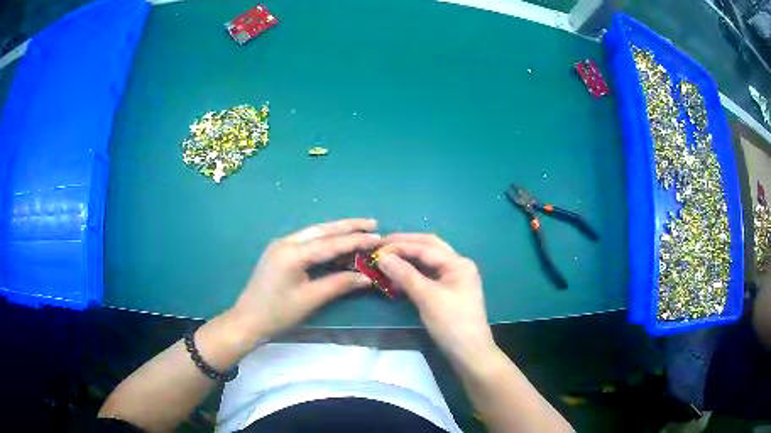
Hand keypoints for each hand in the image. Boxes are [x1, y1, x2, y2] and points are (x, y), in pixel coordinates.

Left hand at [228, 219, 379, 343]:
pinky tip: (337, 242)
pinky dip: (325, 240)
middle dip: (348, 226)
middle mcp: (286, 242)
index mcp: (292, 253)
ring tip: (360, 229)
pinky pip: (307, 240)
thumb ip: (338, 284)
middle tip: (373, 223)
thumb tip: (366, 277)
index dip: (356, 240)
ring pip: (314, 232)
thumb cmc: (278, 313)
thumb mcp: (310, 300)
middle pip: (322, 230)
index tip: (378, 237)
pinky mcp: (279, 251)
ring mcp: (281, 245)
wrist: (247, 320)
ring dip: (337, 231)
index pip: (330, 243)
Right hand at [376, 234, 496, 364]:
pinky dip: (412, 272)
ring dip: (408, 257)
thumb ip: (405, 275)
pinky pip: (428, 275)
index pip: (425, 247)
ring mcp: (454, 279)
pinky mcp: (448, 291)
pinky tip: (398, 275)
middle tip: (381, 244)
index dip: (400, 246)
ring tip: (386, 257)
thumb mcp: (427, 297)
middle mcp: (458, 265)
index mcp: (458, 263)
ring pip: (428, 261)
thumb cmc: (451, 323)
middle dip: (405, 244)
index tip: (376, 248)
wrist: (469, 352)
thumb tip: (382, 257)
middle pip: (429, 247)